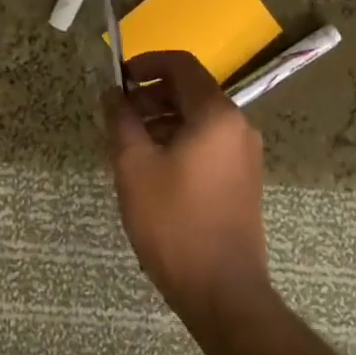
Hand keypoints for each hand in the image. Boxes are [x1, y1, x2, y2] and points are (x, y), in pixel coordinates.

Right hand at [104, 50, 271, 325]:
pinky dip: (179, 140)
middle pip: (191, 90)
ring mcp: (244, 154)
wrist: (222, 291)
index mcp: (216, 114)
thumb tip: (111, 94)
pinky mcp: (243, 178)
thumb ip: (121, 120)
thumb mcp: (134, 166)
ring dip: (162, 118)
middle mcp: (237, 126)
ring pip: (198, 118)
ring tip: (130, 143)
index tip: (118, 79)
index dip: (146, 63)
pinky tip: (153, 167)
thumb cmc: (174, 222)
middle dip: (151, 94)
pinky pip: (208, 142)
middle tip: (118, 115)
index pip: (181, 64)